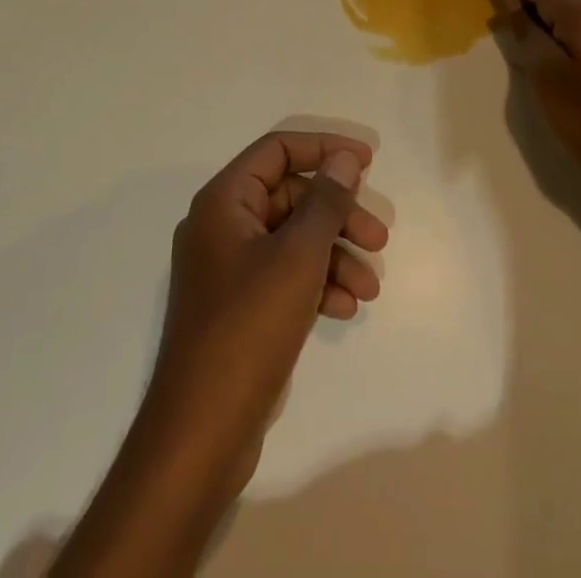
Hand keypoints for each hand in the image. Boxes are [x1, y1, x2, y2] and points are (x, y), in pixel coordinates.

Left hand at [148, 131, 387, 489]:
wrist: (201, 432)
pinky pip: (284, 275)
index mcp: (224, 201)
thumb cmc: (248, 327)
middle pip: (290, 197)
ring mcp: (229, 268)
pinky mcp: (239, 306)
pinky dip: (316, 284)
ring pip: (292, 240)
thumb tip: (343, 159)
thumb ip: (325, 202)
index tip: (367, 162)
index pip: (277, 151)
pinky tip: (344, 308)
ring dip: (334, 255)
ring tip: (370, 288)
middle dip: (338, 215)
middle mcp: (222, 226)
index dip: (324, 148)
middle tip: (379, 238)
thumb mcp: (297, 257)